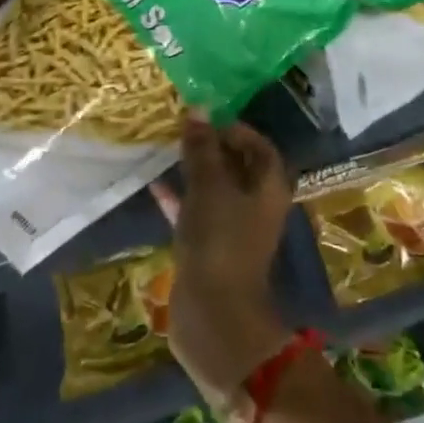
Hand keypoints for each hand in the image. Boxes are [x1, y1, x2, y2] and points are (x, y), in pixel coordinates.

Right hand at [151, 115, 293, 400]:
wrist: (212, 313)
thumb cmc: (219, 240)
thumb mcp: (209, 186)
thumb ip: (202, 148)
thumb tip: (197, 109)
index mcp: (268, 187)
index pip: (259, 146)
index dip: (235, 129)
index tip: (205, 118)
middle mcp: (256, 205)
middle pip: (237, 166)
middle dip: (210, 147)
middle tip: (180, 128)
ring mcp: (233, 229)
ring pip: (215, 189)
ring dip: (193, 170)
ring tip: (166, 148)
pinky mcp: (210, 248)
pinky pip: (196, 213)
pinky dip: (179, 198)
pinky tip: (155, 184)